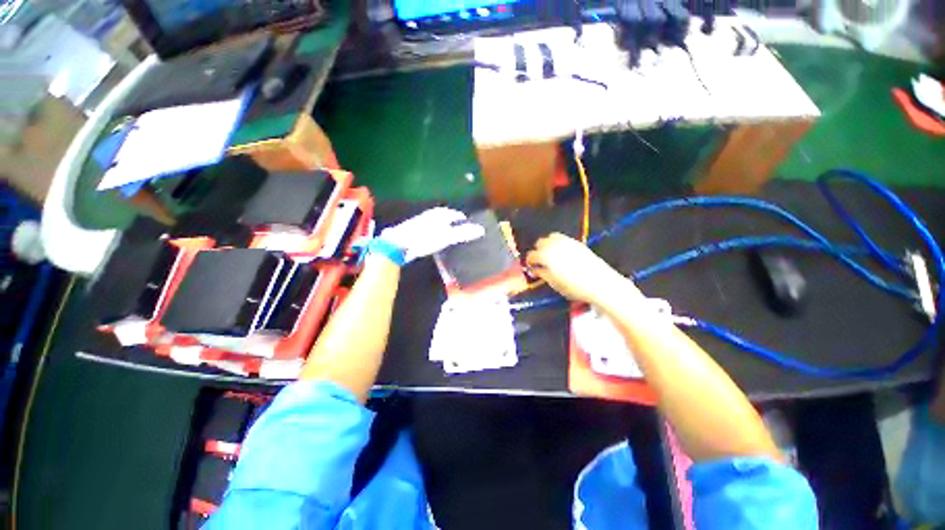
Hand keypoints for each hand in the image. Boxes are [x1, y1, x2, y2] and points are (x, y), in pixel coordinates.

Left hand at [379, 207, 485, 263]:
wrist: (398, 244)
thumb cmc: (424, 238)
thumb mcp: (446, 236)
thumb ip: (463, 233)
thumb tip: (481, 230)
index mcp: (439, 215)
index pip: (454, 214)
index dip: (460, 218)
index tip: (467, 224)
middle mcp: (430, 216)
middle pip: (445, 217)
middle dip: (452, 222)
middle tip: (459, 229)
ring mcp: (421, 223)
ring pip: (436, 223)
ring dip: (443, 227)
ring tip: (449, 235)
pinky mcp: (414, 231)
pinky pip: (429, 229)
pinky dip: (434, 233)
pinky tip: (434, 240)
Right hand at [526, 233, 641, 305]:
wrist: (600, 282)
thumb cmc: (574, 286)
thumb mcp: (554, 283)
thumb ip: (542, 274)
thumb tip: (535, 270)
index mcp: (545, 255)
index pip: (532, 255)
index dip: (529, 262)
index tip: (531, 268)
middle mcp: (554, 245)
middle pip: (540, 243)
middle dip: (538, 251)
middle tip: (540, 262)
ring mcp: (566, 241)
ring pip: (551, 237)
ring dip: (548, 245)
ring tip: (551, 256)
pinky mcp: (577, 242)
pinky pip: (562, 239)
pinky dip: (558, 244)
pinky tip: (562, 254)